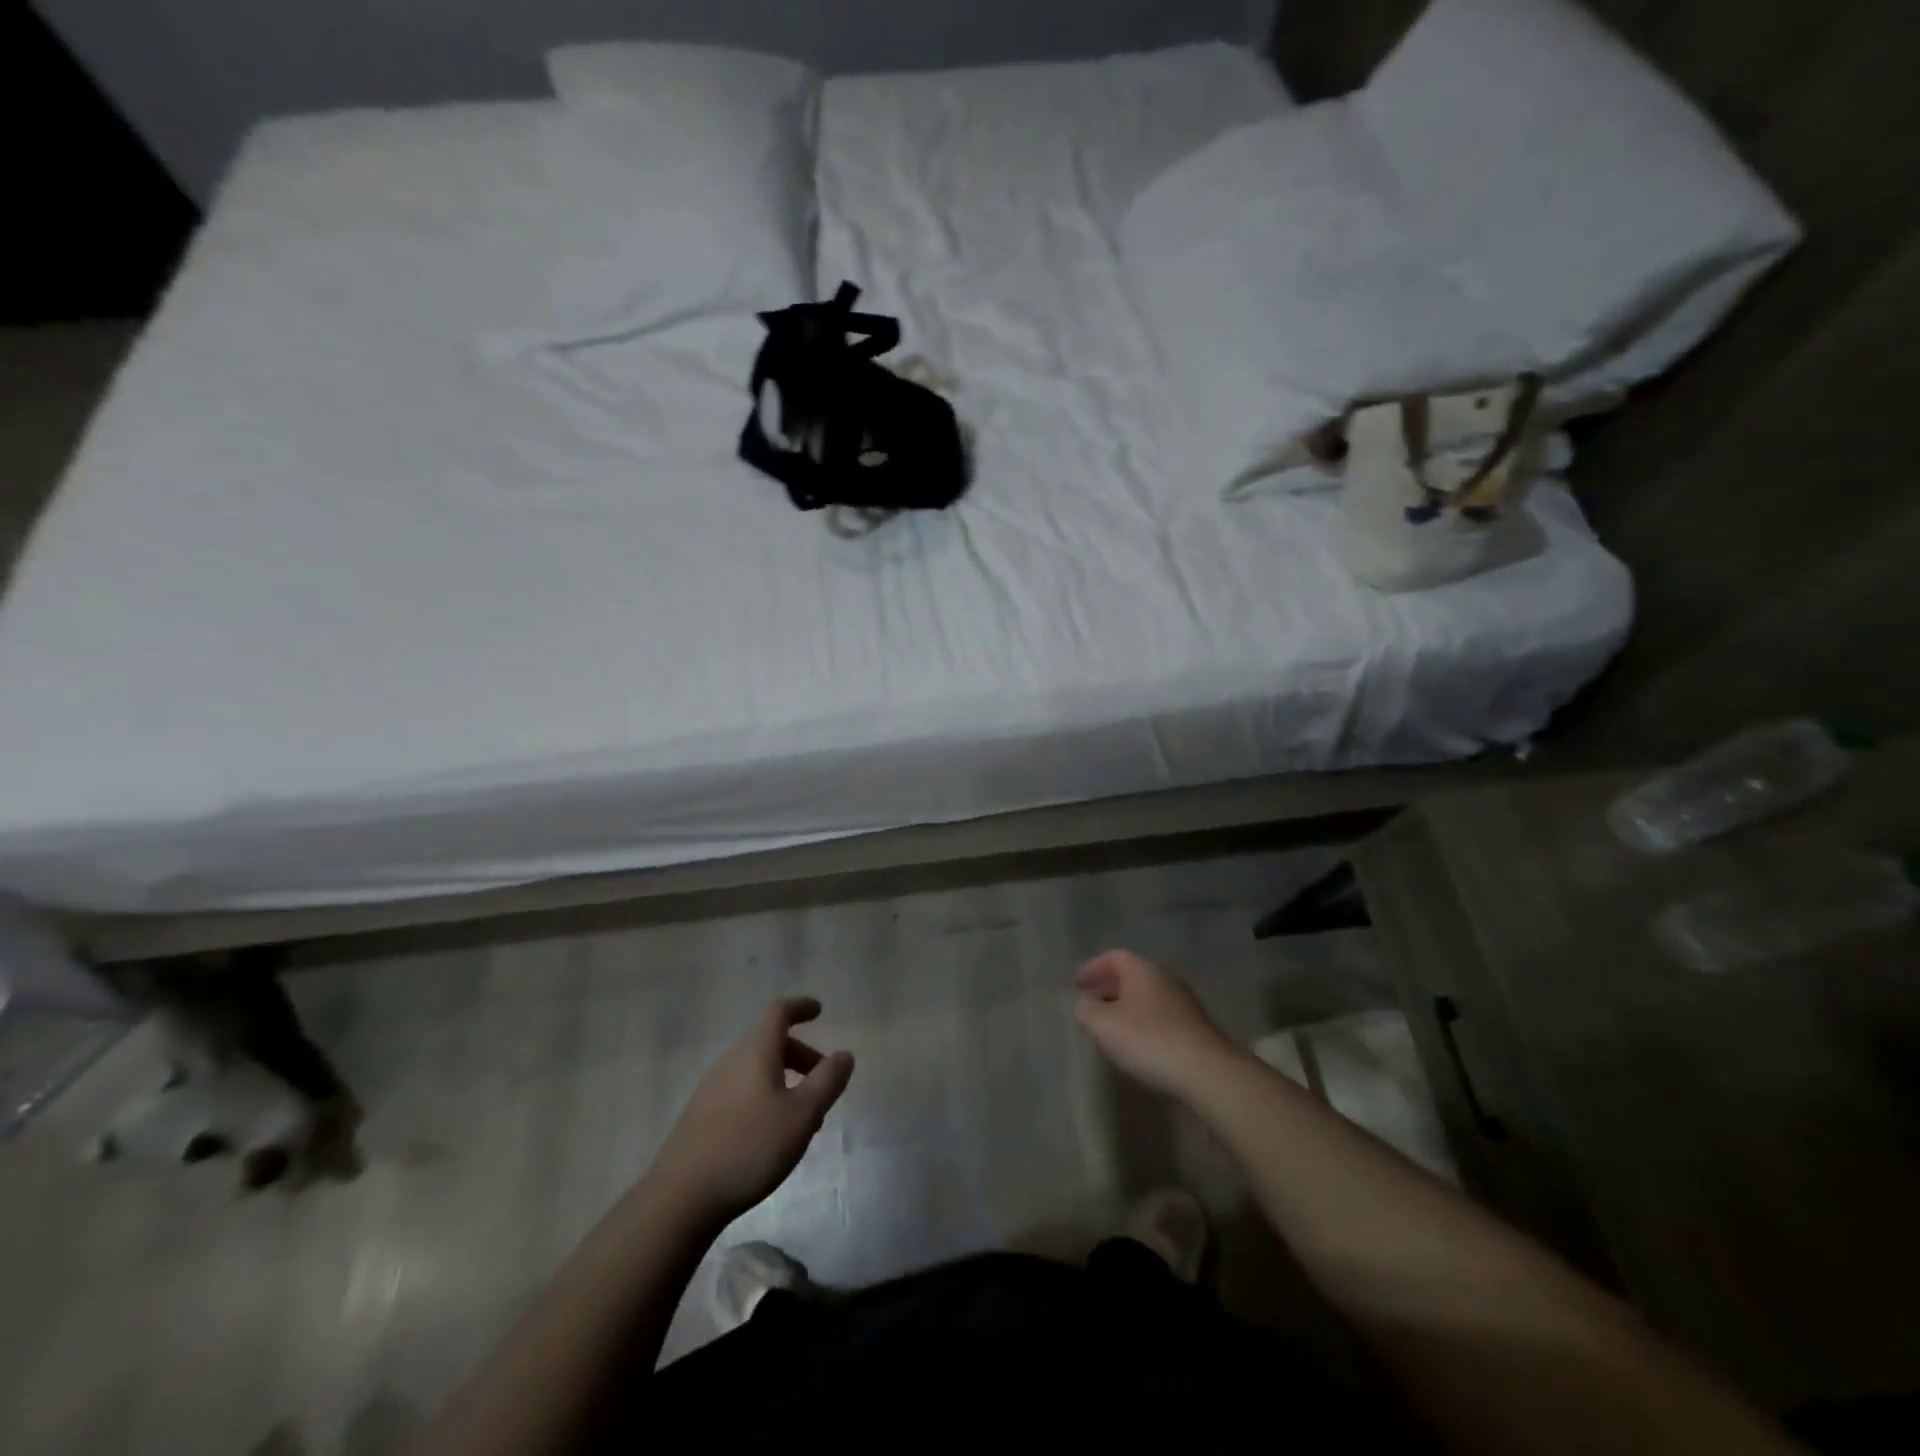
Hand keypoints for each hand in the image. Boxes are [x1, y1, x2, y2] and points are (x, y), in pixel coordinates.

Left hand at [648, 997, 853, 1224]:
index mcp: (754, 1051)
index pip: (778, 1012)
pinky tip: (771, 1135)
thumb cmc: (749, 1147)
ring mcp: (711, 1089)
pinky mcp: (700, 1117)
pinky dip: (764, 1097)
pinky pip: (741, 1090)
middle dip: (800, 1055)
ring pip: (755, 1069)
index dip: (800, 1007)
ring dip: (784, 1081)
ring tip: (803, 1117)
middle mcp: (730, 1061)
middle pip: (769, 1042)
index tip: (819, 1011)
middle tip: (823, 1081)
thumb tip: (845, 1055)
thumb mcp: (802, 1115)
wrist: (680, 1198)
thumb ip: (827, 1082)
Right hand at [1073, 950, 1239, 1097]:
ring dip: (1126, 1006)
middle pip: (1131, 975)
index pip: (1113, 957)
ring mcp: (1183, 1002)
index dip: (1092, 968)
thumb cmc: (1149, 1040)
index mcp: (1142, 970)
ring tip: (1110, 1027)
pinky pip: (1160, 1014)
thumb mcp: (1104, 1025)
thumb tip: (1081, 1001)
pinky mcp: (1194, 1026)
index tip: (1076, 985)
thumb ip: (1085, 1009)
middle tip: (1090, 1004)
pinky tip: (1138, 1043)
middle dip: (1108, 987)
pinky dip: (1143, 1021)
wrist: (1207, 1072)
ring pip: (1146, 996)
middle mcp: (1165, 978)